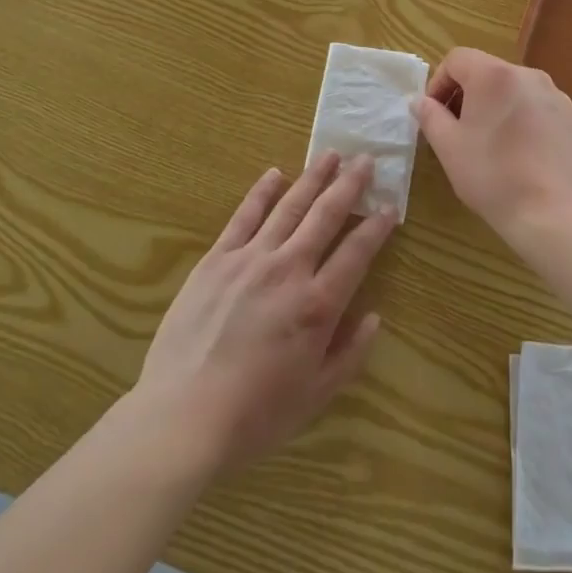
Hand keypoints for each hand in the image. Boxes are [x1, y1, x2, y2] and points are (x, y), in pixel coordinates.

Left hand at [136, 154, 396, 473]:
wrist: (182, 418)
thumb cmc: (255, 415)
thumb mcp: (316, 397)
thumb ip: (350, 354)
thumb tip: (373, 316)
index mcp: (318, 305)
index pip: (357, 253)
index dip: (376, 228)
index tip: (389, 208)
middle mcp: (288, 270)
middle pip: (326, 216)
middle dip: (350, 185)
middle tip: (366, 159)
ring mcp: (250, 259)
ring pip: (289, 206)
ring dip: (313, 178)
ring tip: (331, 154)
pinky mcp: (216, 259)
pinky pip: (244, 216)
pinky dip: (262, 192)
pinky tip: (275, 174)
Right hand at [416, 48, 571, 238]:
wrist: (553, 213)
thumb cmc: (492, 175)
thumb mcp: (448, 146)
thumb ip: (430, 116)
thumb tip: (419, 101)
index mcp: (494, 75)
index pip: (457, 59)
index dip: (439, 82)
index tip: (435, 114)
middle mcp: (528, 75)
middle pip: (487, 71)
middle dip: (467, 94)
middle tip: (458, 130)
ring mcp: (555, 95)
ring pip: (514, 89)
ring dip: (495, 106)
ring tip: (490, 143)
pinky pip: (537, 107)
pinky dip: (522, 119)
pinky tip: (520, 153)